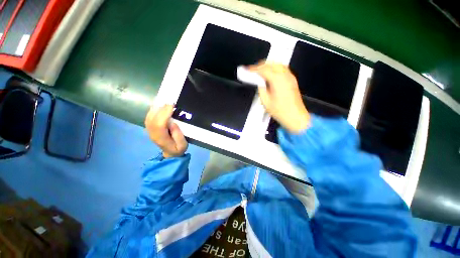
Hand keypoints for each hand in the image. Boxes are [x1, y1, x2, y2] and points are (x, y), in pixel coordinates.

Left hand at [145, 105, 187, 157]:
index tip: (172, 106)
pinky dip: (153, 110)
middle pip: (153, 119)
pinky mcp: (150, 128)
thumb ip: (178, 135)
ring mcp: (150, 131)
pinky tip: (158, 105)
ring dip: (156, 108)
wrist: (170, 154)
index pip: (159, 124)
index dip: (164, 114)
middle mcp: (153, 133)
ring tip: (164, 102)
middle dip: (161, 109)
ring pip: (149, 117)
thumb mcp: (183, 145)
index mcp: (161, 138)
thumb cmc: (178, 149)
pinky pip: (149, 117)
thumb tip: (172, 123)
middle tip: (170, 102)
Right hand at [248, 62, 309, 132]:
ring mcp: (290, 77)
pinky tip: (271, 73)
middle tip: (253, 70)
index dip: (254, 69)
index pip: (264, 70)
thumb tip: (259, 83)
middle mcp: (285, 76)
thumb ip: (261, 89)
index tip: (248, 70)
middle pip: (271, 64)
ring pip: (278, 65)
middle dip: (261, 65)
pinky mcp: (292, 80)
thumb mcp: (266, 101)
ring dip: (268, 65)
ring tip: (260, 70)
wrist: (295, 117)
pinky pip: (283, 69)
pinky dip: (275, 68)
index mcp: (277, 81)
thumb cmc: (281, 112)